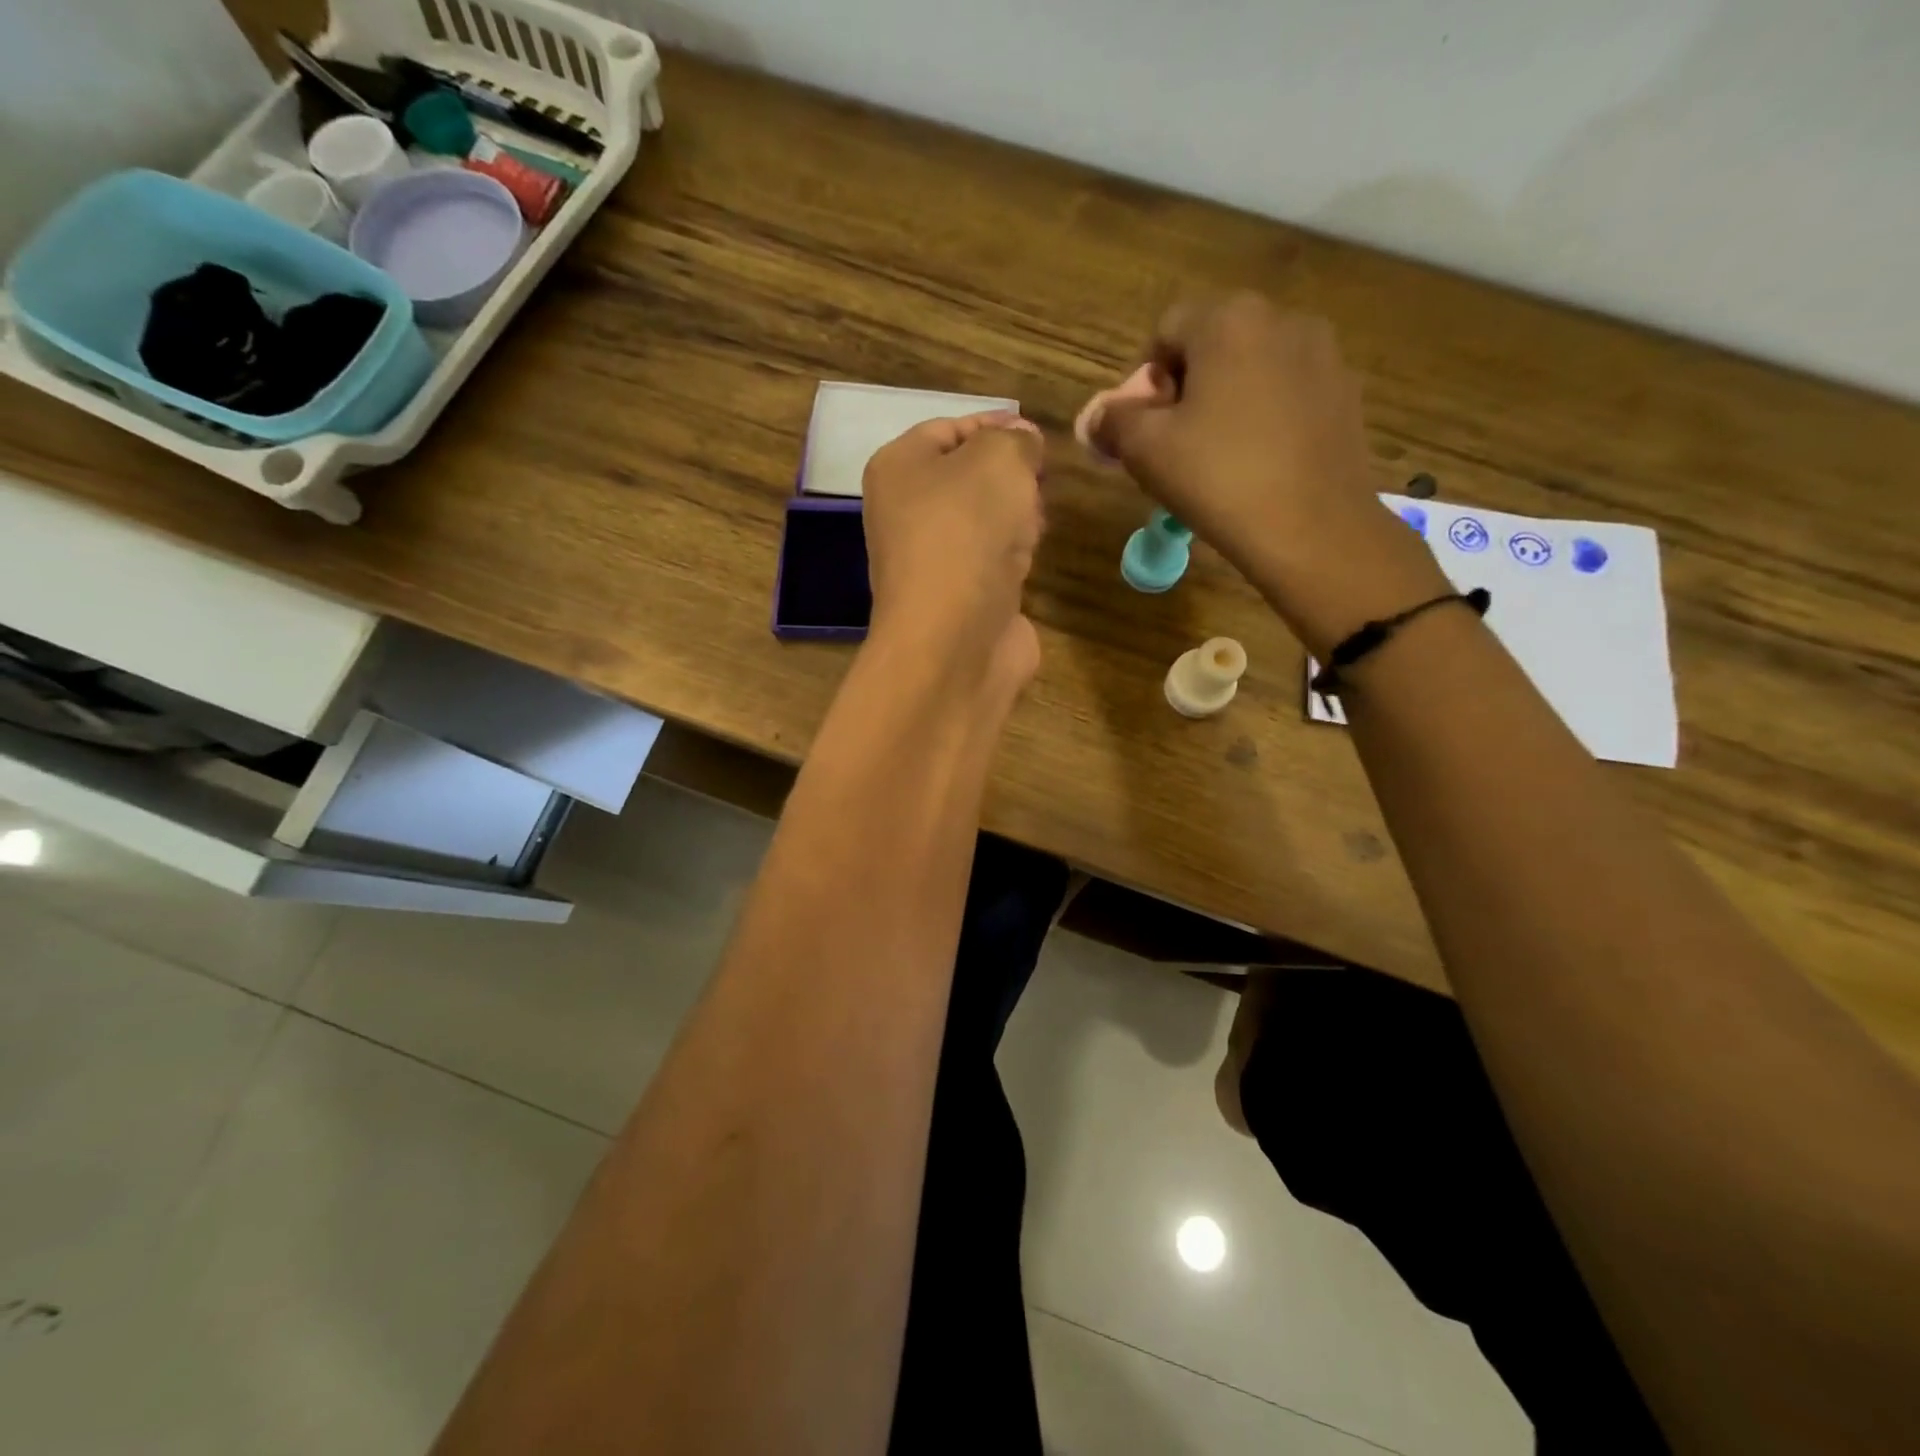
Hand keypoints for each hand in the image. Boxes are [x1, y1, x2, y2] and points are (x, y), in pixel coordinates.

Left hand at [862, 411, 1046, 693]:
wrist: (954, 640)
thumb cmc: (968, 534)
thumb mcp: (998, 461)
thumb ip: (1015, 441)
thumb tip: (1023, 441)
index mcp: (898, 469)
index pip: (949, 428)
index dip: (996, 425)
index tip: (1038, 435)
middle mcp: (906, 513)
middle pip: (967, 477)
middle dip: (1010, 475)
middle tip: (1040, 480)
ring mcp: (932, 559)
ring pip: (982, 521)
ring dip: (1015, 517)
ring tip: (1036, 521)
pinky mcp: (958, 597)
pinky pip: (991, 562)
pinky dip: (1013, 556)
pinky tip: (1029, 558)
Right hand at [1092, 293, 1447, 655]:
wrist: (1314, 529)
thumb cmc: (1220, 479)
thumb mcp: (1146, 450)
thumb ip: (1113, 421)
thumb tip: (1099, 417)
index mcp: (1229, 320)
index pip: (1167, 329)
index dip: (1147, 380)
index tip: (1149, 430)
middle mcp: (1282, 320)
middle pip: (1213, 344)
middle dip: (1187, 388)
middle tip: (1178, 446)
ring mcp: (1323, 355)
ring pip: (1253, 369)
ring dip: (1227, 401)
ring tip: (1222, 459)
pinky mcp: (1345, 394)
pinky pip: (1288, 393)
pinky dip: (1265, 418)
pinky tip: (1261, 464)